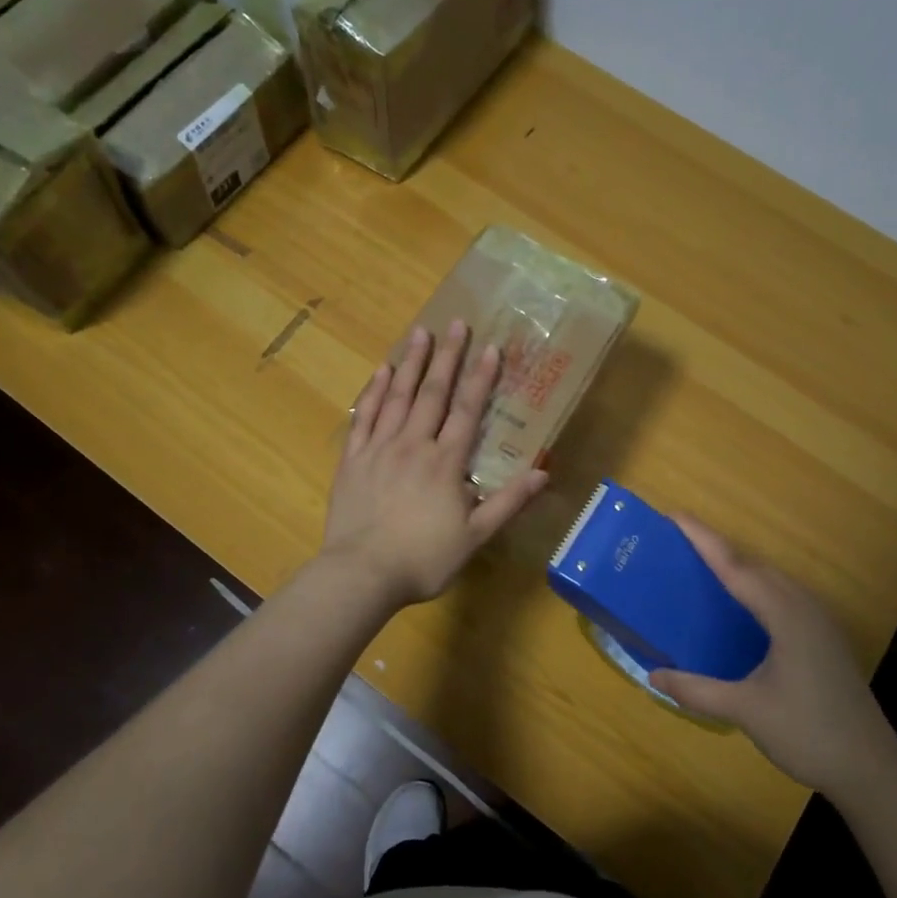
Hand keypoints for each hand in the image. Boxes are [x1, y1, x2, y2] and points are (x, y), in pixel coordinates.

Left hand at [322, 320, 548, 607]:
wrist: (361, 574)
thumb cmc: (423, 558)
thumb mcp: (475, 537)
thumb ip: (508, 503)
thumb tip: (543, 473)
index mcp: (445, 462)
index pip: (467, 411)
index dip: (480, 378)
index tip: (490, 347)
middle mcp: (413, 445)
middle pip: (432, 393)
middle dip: (446, 357)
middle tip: (455, 323)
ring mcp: (379, 448)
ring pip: (398, 397)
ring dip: (410, 363)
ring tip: (419, 332)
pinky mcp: (353, 459)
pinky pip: (365, 417)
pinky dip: (374, 392)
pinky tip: (381, 372)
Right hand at [649, 518, 896, 803]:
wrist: (872, 771)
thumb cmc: (809, 734)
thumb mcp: (745, 711)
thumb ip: (697, 690)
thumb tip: (652, 676)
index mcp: (785, 615)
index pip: (735, 567)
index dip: (703, 540)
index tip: (675, 515)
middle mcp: (804, 607)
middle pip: (755, 565)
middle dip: (717, 548)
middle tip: (678, 541)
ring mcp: (820, 621)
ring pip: (773, 579)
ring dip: (738, 566)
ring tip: (702, 565)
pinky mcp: (825, 638)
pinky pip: (783, 595)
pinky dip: (755, 587)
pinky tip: (741, 605)